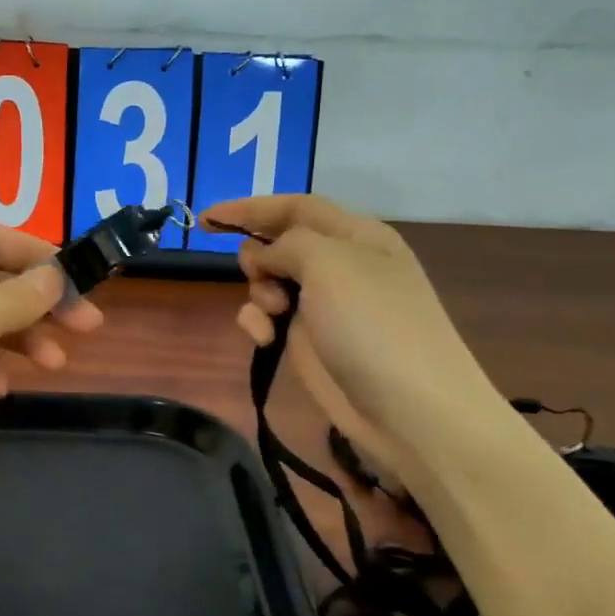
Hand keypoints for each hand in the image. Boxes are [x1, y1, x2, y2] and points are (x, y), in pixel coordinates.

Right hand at [200, 195, 499, 456]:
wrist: (408, 409)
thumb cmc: (372, 324)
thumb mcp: (330, 263)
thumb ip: (287, 243)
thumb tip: (266, 256)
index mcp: (356, 235)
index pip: (296, 206)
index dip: (250, 207)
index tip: (205, 219)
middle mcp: (340, 265)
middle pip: (278, 244)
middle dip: (258, 257)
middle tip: (260, 277)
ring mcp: (325, 306)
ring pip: (269, 282)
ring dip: (259, 293)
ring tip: (273, 315)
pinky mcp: (310, 342)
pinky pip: (271, 319)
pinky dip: (260, 324)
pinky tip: (264, 340)